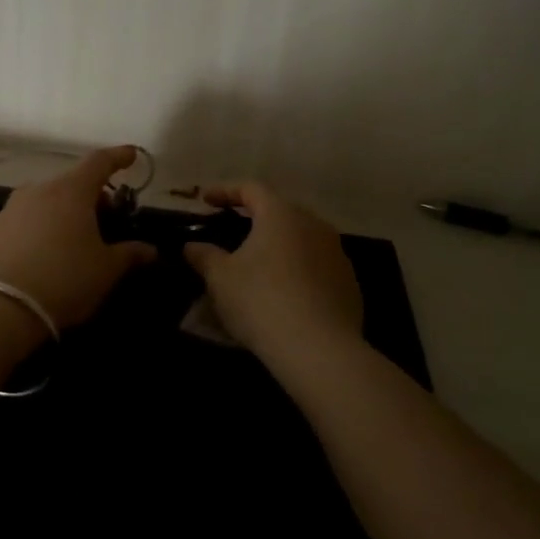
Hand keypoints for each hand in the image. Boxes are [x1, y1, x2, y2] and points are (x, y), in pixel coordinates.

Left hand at [0, 146, 158, 328]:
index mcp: (71, 190)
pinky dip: (44, 225)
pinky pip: (28, 218)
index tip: (131, 155)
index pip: (99, 161)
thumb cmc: (64, 280)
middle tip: (108, 217)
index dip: (118, 157)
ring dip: (66, 210)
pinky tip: (49, 251)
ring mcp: (13, 208)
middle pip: (73, 182)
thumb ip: (130, 254)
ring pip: (48, 199)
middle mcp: (40, 189)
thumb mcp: (106, 270)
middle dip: (93, 194)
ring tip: (78, 237)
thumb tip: (150, 250)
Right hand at [183, 183, 363, 360]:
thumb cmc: (261, 301)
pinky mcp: (349, 282)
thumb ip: (204, 256)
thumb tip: (191, 246)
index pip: (251, 188)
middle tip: (233, 231)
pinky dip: (298, 270)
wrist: (319, 350)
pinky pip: (317, 266)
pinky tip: (285, 293)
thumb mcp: (220, 278)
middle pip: (280, 211)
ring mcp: (337, 253)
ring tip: (259, 264)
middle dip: (255, 218)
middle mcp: (313, 224)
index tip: (205, 199)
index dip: (225, 191)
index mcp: (281, 214)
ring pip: (301, 239)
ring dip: (279, 246)